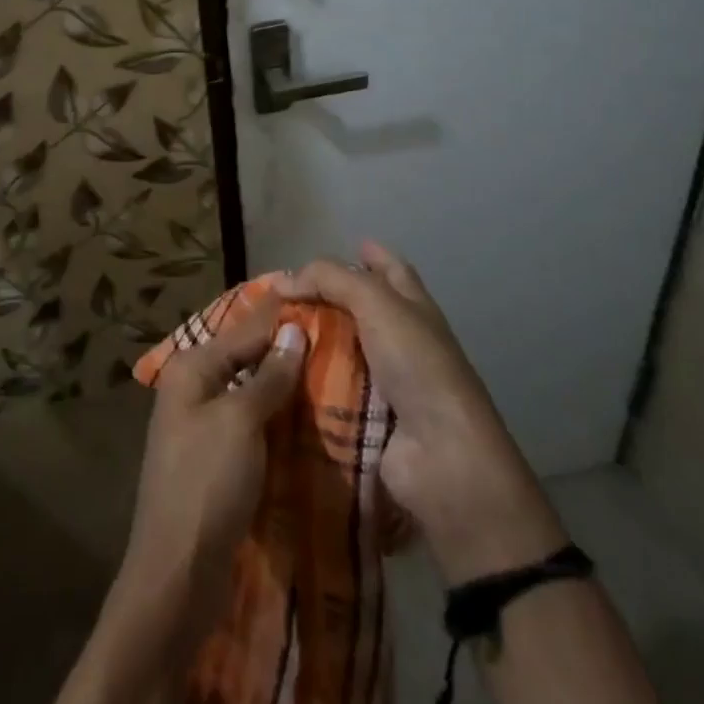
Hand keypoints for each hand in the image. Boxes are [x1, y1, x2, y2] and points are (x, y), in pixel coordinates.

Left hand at [123, 292, 306, 602]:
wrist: (177, 574)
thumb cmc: (206, 482)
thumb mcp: (240, 421)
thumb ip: (268, 376)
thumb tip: (294, 330)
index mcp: (191, 370)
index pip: (242, 330)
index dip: (278, 317)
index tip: (317, 298)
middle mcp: (192, 390)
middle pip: (244, 360)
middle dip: (283, 351)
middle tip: (332, 337)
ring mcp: (202, 428)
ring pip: (250, 395)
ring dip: (283, 388)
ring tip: (330, 372)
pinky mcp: (216, 463)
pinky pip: (251, 428)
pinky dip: (277, 421)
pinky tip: (309, 420)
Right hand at [282, 243, 566, 582]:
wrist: (441, 457)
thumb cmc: (417, 365)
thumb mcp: (376, 302)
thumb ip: (329, 278)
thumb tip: (283, 282)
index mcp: (413, 308)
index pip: (390, 269)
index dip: (369, 254)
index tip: (339, 247)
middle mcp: (400, 340)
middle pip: (357, 309)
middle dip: (322, 300)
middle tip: (276, 297)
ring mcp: (383, 382)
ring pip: (337, 350)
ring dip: (306, 343)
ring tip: (262, 334)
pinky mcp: (364, 418)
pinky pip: (327, 391)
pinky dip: (303, 383)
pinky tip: (271, 374)